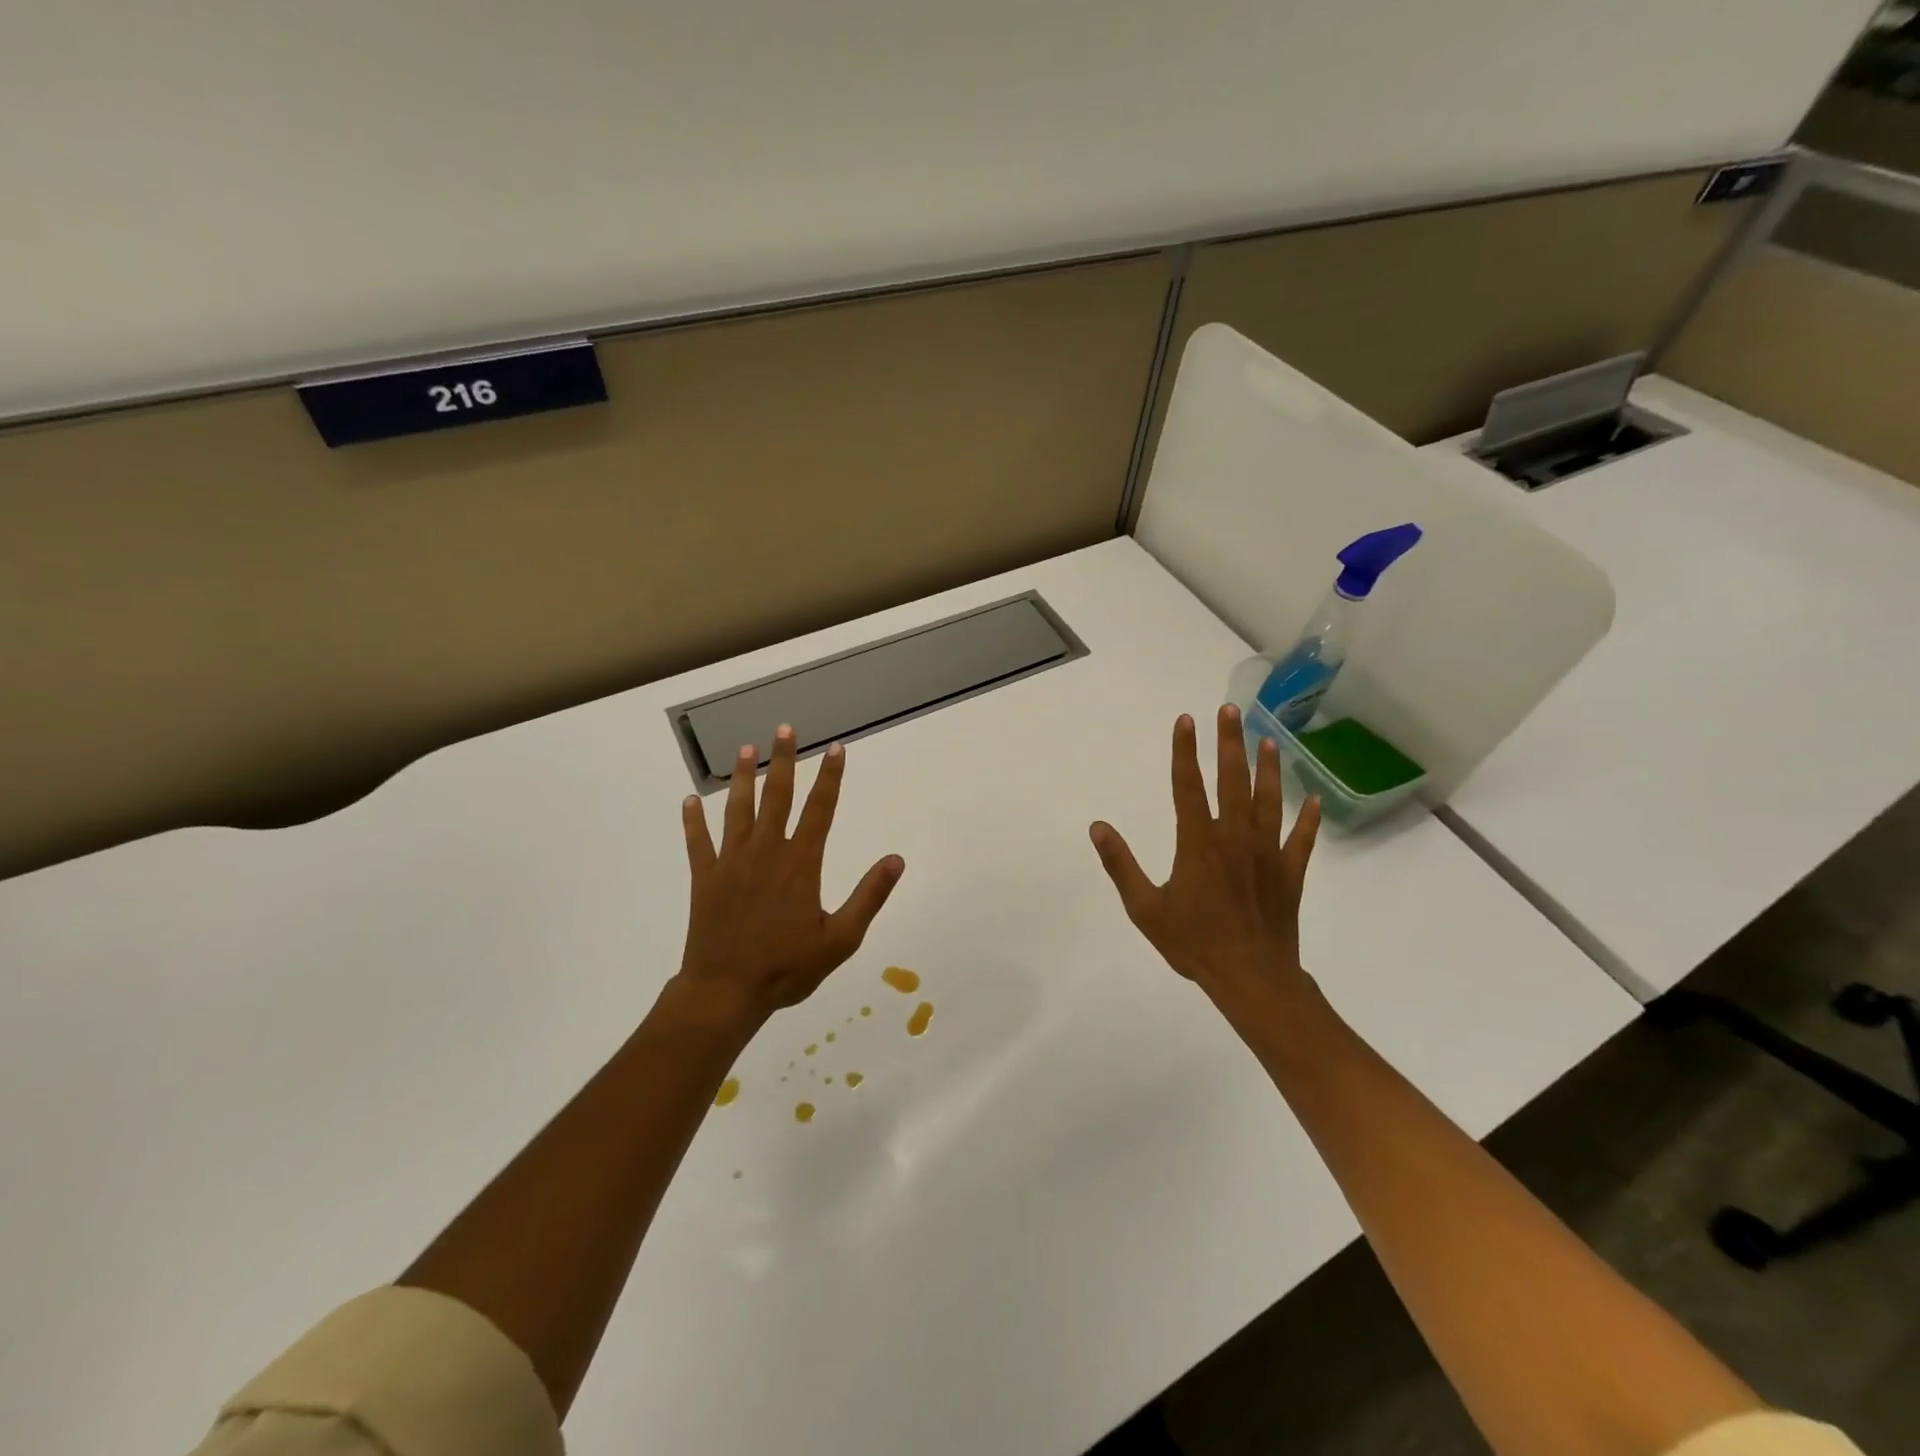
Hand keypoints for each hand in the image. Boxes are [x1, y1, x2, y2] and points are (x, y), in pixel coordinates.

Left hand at [674, 726, 904, 1026]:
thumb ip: (869, 896)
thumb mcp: (841, 939)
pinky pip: (697, 842)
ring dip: (742, 778)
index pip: (820, 810)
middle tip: (785, 729)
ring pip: (738, 810)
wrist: (726, 992)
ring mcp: (731, 863)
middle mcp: (766, 853)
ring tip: (745, 748)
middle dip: (784, 760)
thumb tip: (896, 859)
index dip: (830, 777)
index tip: (836, 748)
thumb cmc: (788, 967)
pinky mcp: (704, 878)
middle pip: (777, 797)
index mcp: (801, 864)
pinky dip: (693, 821)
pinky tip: (689, 801)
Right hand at [1090, 706, 1320, 1004]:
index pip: (1188, 786)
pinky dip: (1308, 819)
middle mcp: (1234, 838)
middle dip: (1229, 743)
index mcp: (1198, 843)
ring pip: (1269, 801)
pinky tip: (1314, 799)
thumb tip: (1097, 827)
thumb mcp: (1146, 908)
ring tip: (1268, 740)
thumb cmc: (1194, 943)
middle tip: (1230, 710)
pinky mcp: (1289, 874)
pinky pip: (1301, 840)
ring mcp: (1266, 854)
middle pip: (1232, 781)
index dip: (1185, 751)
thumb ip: (1121, 865)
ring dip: (1268, 769)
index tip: (1186, 720)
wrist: (1251, 979)